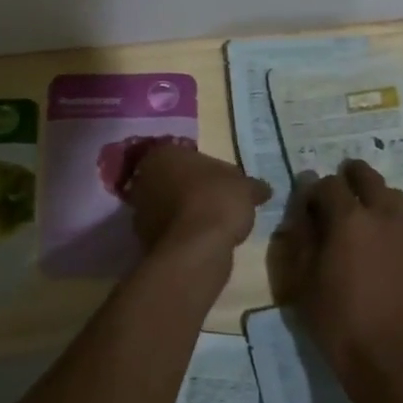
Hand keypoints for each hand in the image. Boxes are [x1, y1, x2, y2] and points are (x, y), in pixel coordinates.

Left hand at [124, 143, 270, 254]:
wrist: (196, 248)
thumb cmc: (217, 200)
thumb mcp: (245, 187)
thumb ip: (252, 186)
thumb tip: (264, 189)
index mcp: (163, 154)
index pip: (184, 155)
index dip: (203, 168)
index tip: (220, 181)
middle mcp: (144, 177)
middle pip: (171, 180)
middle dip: (189, 189)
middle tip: (216, 200)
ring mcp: (139, 210)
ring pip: (166, 206)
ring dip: (183, 213)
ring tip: (211, 224)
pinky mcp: (143, 240)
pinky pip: (167, 231)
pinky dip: (181, 234)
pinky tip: (201, 241)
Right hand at [271, 159, 402, 392]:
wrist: (385, 356)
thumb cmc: (335, 318)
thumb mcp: (303, 278)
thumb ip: (302, 235)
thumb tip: (303, 207)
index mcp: (349, 218)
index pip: (329, 184)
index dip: (314, 189)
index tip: (307, 203)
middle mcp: (382, 215)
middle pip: (367, 176)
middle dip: (349, 176)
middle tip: (337, 189)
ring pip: (392, 194)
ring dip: (375, 194)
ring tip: (362, 212)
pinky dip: (392, 216)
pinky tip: (382, 236)